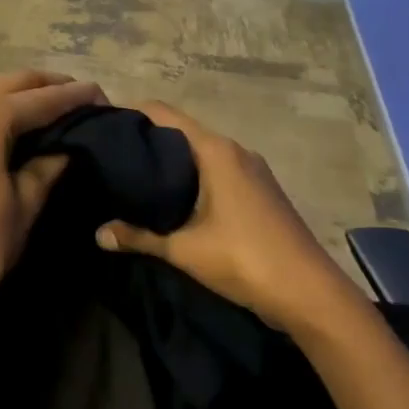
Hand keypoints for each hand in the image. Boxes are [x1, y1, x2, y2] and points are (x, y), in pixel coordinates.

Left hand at [0, 69, 106, 329]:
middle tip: (78, 97)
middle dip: (45, 87)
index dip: (74, 97)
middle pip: (9, 85)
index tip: (102, 95)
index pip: (41, 99)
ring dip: (15, 99)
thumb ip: (47, 165)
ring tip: (47, 112)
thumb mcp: (24, 203)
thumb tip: (65, 147)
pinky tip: (6, 133)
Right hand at [95, 101, 357, 332]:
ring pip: (201, 153)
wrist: (311, 294)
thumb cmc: (244, 260)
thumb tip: (98, 234)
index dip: (133, 113)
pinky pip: (217, 170)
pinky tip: (172, 199)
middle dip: (148, 140)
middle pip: (182, 131)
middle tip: (112, 155)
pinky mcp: (260, 191)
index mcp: (216, 151)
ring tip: (135, 176)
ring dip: (171, 160)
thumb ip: (138, 237)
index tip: (104, 125)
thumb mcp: (183, 250)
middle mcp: (235, 151)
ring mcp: (252, 171)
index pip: (165, 114)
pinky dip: (192, 176)